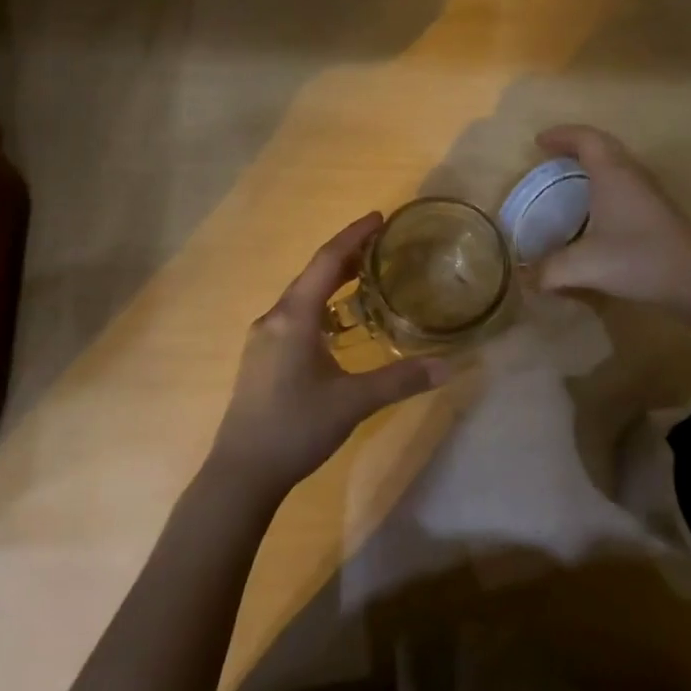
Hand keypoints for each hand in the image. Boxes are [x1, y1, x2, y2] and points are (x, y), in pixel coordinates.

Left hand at [207, 213, 449, 501]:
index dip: (354, 236)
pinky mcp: (261, 357)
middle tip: (381, 245)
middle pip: (313, 273)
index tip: (380, 217)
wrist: (242, 473)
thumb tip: (449, 366)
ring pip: (302, 295)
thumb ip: (400, 380)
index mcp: (294, 317)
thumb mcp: (353, 402)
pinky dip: (320, 304)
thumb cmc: (296, 428)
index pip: (327, 261)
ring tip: (365, 276)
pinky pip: (295, 315)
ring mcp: (263, 338)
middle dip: (347, 255)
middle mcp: (275, 318)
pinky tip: (337, 322)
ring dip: (332, 280)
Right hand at [532, 124, 690, 310]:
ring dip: (594, 161)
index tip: (538, 142)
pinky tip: (598, 207)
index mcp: (612, 174)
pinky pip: (625, 180)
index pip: (585, 138)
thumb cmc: (637, 259)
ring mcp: (649, 191)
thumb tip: (524, 278)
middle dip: (575, 144)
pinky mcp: (658, 209)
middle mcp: (631, 174)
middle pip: (603, 144)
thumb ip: (547, 271)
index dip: (561, 135)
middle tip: (552, 155)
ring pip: (617, 162)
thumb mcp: (583, 266)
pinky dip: (606, 180)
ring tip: (571, 176)